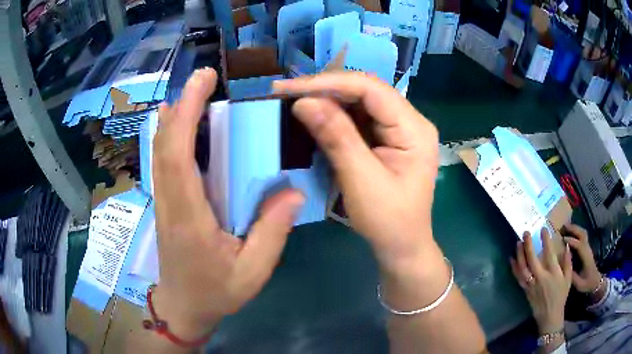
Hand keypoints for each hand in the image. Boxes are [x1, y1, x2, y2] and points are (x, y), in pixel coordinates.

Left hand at [152, 68, 303, 340]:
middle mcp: (170, 201)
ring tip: (195, 92)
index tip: (203, 82)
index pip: (179, 154)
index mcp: (189, 216)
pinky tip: (177, 122)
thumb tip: (292, 192)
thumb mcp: (253, 272)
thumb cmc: (216, 292)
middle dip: (182, 104)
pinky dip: (169, 135)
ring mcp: (163, 201)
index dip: (187, 113)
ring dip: (174, 116)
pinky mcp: (165, 203)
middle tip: (205, 77)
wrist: (183, 307)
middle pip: (165, 144)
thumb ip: (272, 233)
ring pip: (160, 150)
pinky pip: (163, 162)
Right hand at [275, 72, 484, 353]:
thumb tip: (304, 102)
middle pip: (365, 91)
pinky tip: (313, 115)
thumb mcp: (361, 180)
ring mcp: (398, 129)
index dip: (329, 83)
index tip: (291, 87)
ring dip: (326, 100)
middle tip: (285, 91)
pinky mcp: (386, 138)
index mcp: (414, 129)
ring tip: (292, 99)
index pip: (371, 89)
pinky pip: (358, 118)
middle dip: (324, 89)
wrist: (402, 247)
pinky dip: (333, 116)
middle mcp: (410, 121)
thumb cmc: (388, 221)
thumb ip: (336, 137)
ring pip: (359, 102)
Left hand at [510, 229, 571, 333]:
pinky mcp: (525, 290)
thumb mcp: (568, 278)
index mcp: (553, 273)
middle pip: (532, 259)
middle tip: (526, 232)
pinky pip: (519, 278)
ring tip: (517, 243)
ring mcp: (531, 285)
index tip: (543, 229)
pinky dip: (514, 268)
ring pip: (522, 268)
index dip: (545, 240)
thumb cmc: (561, 296)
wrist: (549, 315)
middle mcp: (540, 277)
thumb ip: (567, 262)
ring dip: (519, 255)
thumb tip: (566, 246)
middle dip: (528, 245)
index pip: (549, 253)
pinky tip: (512, 260)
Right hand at [562, 224, 601, 293]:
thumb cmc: (587, 283)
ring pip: (583, 233)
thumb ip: (572, 275)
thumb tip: (563, 266)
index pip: (579, 245)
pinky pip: (582, 236)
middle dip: (573, 229)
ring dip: (575, 228)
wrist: (595, 282)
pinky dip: (576, 231)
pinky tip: (571, 232)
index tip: (562, 239)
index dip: (571, 241)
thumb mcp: (579, 283)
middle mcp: (588, 249)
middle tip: (563, 226)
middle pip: (582, 234)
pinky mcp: (586, 248)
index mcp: (586, 257)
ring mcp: (588, 248)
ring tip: (566, 226)